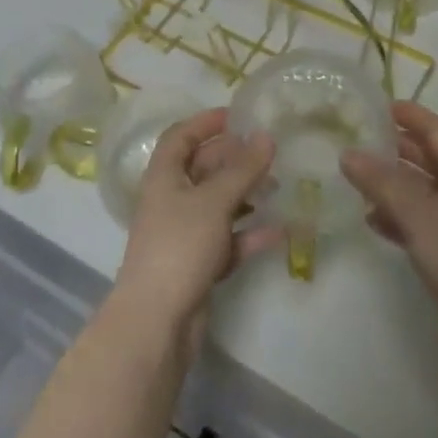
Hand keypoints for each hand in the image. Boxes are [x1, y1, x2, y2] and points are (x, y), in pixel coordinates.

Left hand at [113, 110, 276, 346]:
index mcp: (163, 176)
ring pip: (217, 204)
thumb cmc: (179, 246)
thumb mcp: (214, 201)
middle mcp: (171, 199)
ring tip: (278, 187)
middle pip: (202, 169)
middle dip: (233, 159)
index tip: (237, 116)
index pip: (181, 136)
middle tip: (268, 152)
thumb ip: (242, 169)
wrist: (157, 322)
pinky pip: (227, 239)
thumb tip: (266, 135)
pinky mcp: (198, 264)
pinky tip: (281, 231)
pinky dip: (250, 234)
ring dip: (245, 195)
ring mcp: (184, 234)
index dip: (205, 123)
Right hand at [341, 102, 437, 376]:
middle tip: (359, 138)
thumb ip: (381, 181)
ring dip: (395, 184)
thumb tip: (348, 153)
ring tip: (356, 178)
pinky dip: (401, 216)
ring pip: (427, 191)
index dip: (410, 115)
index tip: (378, 105)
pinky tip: (372, 221)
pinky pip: (426, 221)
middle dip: (398, 148)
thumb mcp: (417, 213)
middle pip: (433, 158)